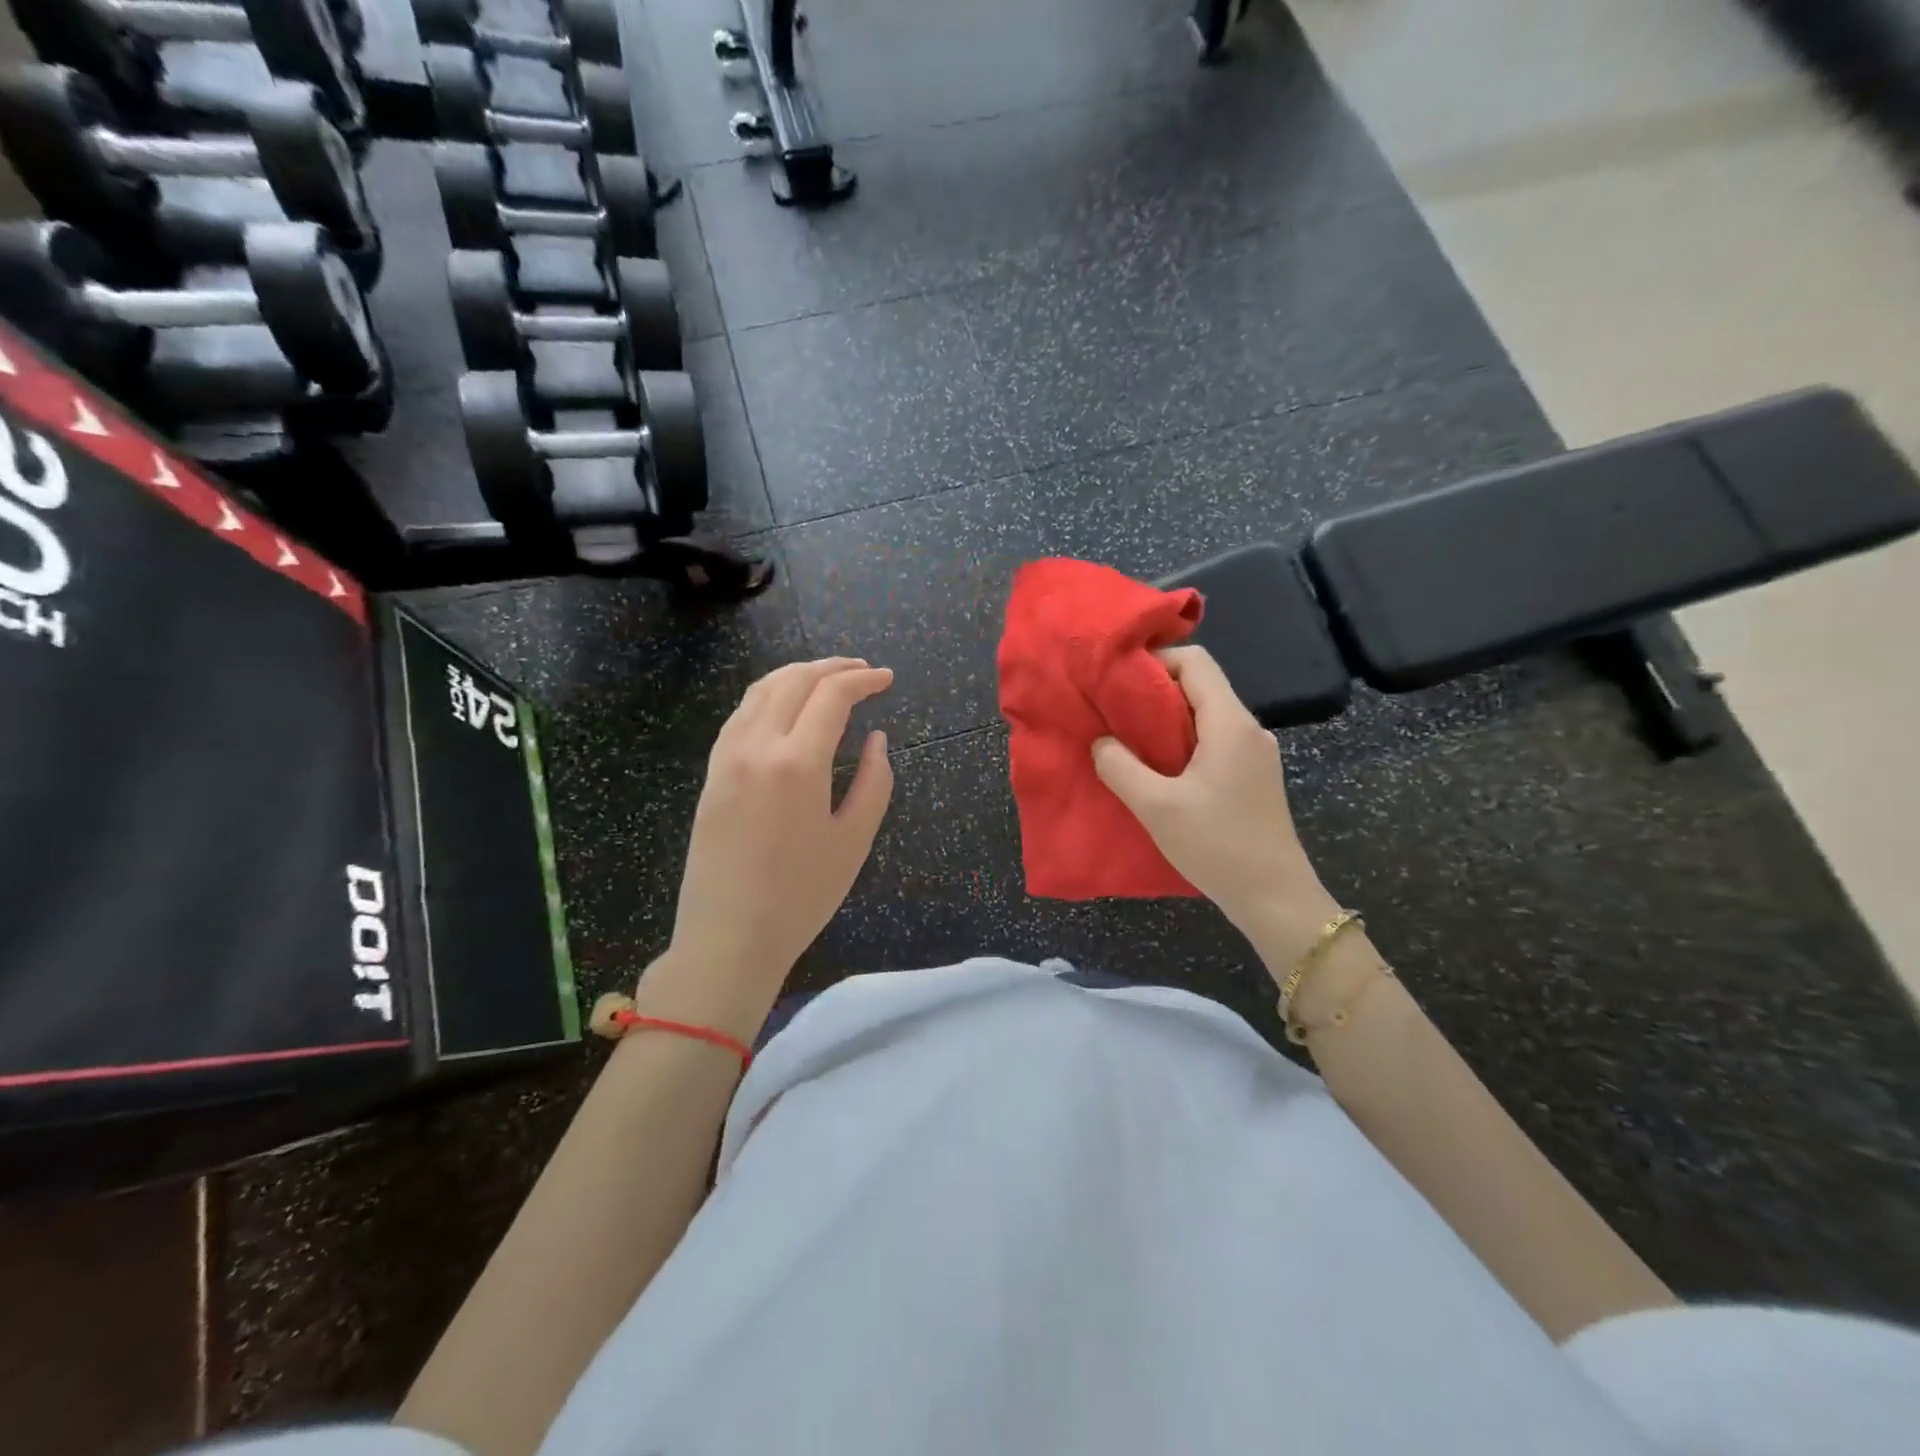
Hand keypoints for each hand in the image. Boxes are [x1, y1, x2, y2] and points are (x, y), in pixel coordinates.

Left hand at [645, 659, 893, 1037]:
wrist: (728, 937)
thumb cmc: (801, 896)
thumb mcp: (854, 841)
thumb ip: (874, 781)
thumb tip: (876, 739)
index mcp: (797, 762)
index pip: (832, 695)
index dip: (864, 680)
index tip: (888, 679)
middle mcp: (757, 746)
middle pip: (794, 680)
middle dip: (833, 667)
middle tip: (864, 671)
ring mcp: (727, 757)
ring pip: (761, 690)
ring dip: (798, 675)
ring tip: (828, 679)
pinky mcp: (712, 773)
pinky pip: (741, 714)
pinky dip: (769, 696)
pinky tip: (786, 708)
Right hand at [1092, 646, 1336, 955]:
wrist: (1275, 898)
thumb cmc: (1217, 846)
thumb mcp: (1157, 807)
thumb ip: (1120, 768)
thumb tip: (1100, 741)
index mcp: (1230, 723)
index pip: (1196, 662)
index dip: (1155, 660)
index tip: (1117, 679)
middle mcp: (1248, 729)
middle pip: (1200, 685)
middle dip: (1154, 691)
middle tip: (1113, 709)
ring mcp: (1254, 753)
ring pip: (1206, 714)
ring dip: (1166, 719)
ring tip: (1127, 737)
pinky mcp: (1252, 776)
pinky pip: (1213, 740)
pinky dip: (1182, 741)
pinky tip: (1156, 767)